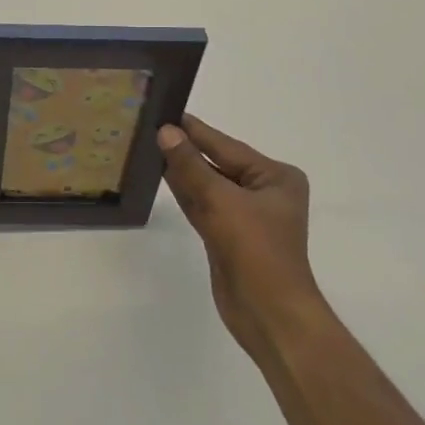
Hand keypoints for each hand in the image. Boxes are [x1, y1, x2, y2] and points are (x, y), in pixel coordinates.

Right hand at [157, 114, 317, 361]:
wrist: (269, 315)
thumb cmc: (256, 251)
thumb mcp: (221, 201)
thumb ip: (191, 166)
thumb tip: (166, 131)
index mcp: (275, 177)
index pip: (227, 146)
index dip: (195, 130)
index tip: (167, 110)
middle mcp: (263, 192)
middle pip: (217, 163)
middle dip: (187, 149)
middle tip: (151, 125)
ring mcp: (245, 215)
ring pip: (207, 185)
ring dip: (182, 170)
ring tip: (149, 145)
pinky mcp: (228, 236)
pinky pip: (203, 205)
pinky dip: (184, 192)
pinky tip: (162, 175)